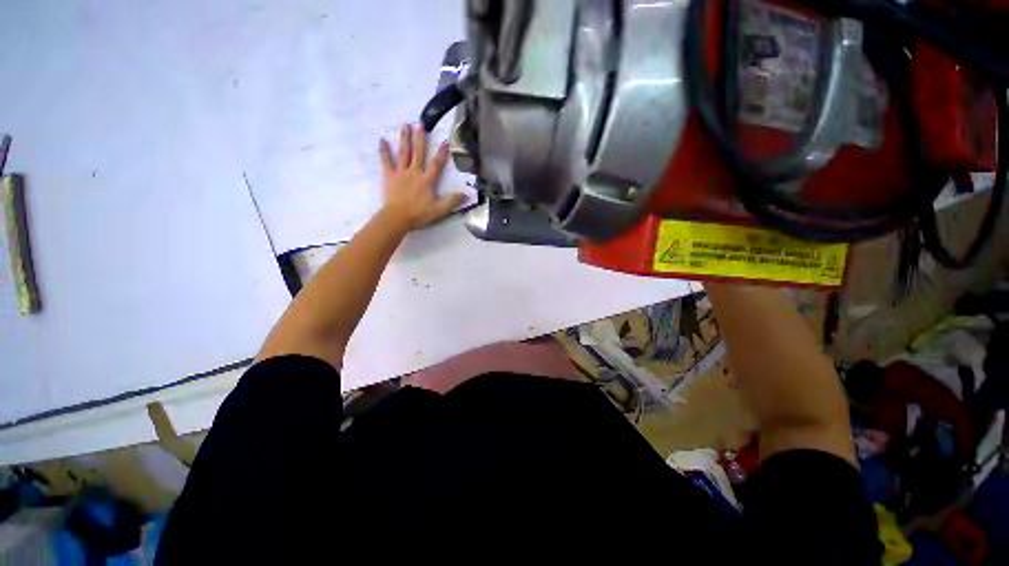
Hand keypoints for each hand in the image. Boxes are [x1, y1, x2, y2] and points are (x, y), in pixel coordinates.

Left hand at [379, 123, 465, 230]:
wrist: (397, 218)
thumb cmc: (419, 214)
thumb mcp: (439, 210)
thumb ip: (452, 201)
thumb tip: (466, 194)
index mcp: (427, 180)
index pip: (436, 164)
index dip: (441, 153)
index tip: (445, 141)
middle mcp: (414, 172)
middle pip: (418, 153)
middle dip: (421, 138)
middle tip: (421, 123)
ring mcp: (401, 173)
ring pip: (404, 153)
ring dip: (405, 139)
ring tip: (406, 125)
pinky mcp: (389, 176)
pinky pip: (386, 161)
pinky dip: (384, 151)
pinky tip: (382, 140)